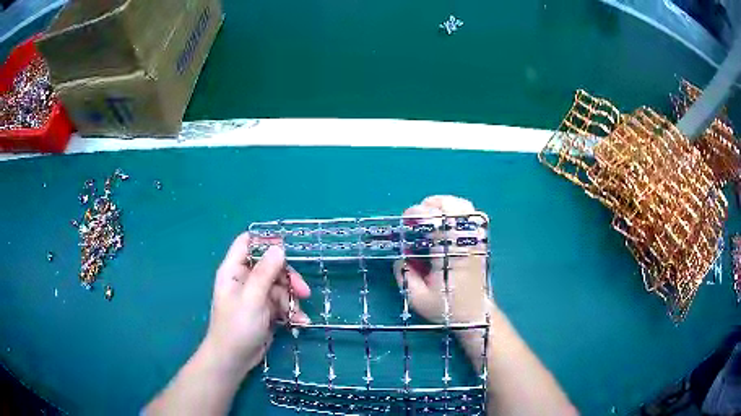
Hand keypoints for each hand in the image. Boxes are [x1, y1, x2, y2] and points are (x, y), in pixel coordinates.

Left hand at [201, 233, 310, 379]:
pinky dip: (291, 311)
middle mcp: (245, 279)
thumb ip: (265, 272)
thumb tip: (279, 248)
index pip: (247, 242)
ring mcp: (255, 295)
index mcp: (234, 270)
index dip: (266, 241)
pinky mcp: (264, 310)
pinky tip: (299, 323)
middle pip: (270, 266)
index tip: (287, 250)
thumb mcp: (252, 298)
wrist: (234, 359)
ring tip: (298, 315)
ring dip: (292, 299)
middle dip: (288, 278)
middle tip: (304, 291)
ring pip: (279, 286)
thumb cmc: (237, 327)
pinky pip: (281, 303)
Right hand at [394, 195, 489, 324]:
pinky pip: (473, 216)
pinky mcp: (481, 242)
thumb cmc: (447, 309)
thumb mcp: (417, 298)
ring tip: (431, 213)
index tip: (406, 218)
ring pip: (465, 208)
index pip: (436, 221)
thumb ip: (404, 275)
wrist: (476, 315)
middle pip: (454, 206)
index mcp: (449, 255)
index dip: (419, 213)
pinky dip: (458, 211)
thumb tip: (400, 256)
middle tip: (418, 214)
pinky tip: (447, 221)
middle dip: (432, 203)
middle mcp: (465, 242)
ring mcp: (476, 240)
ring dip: (445, 204)